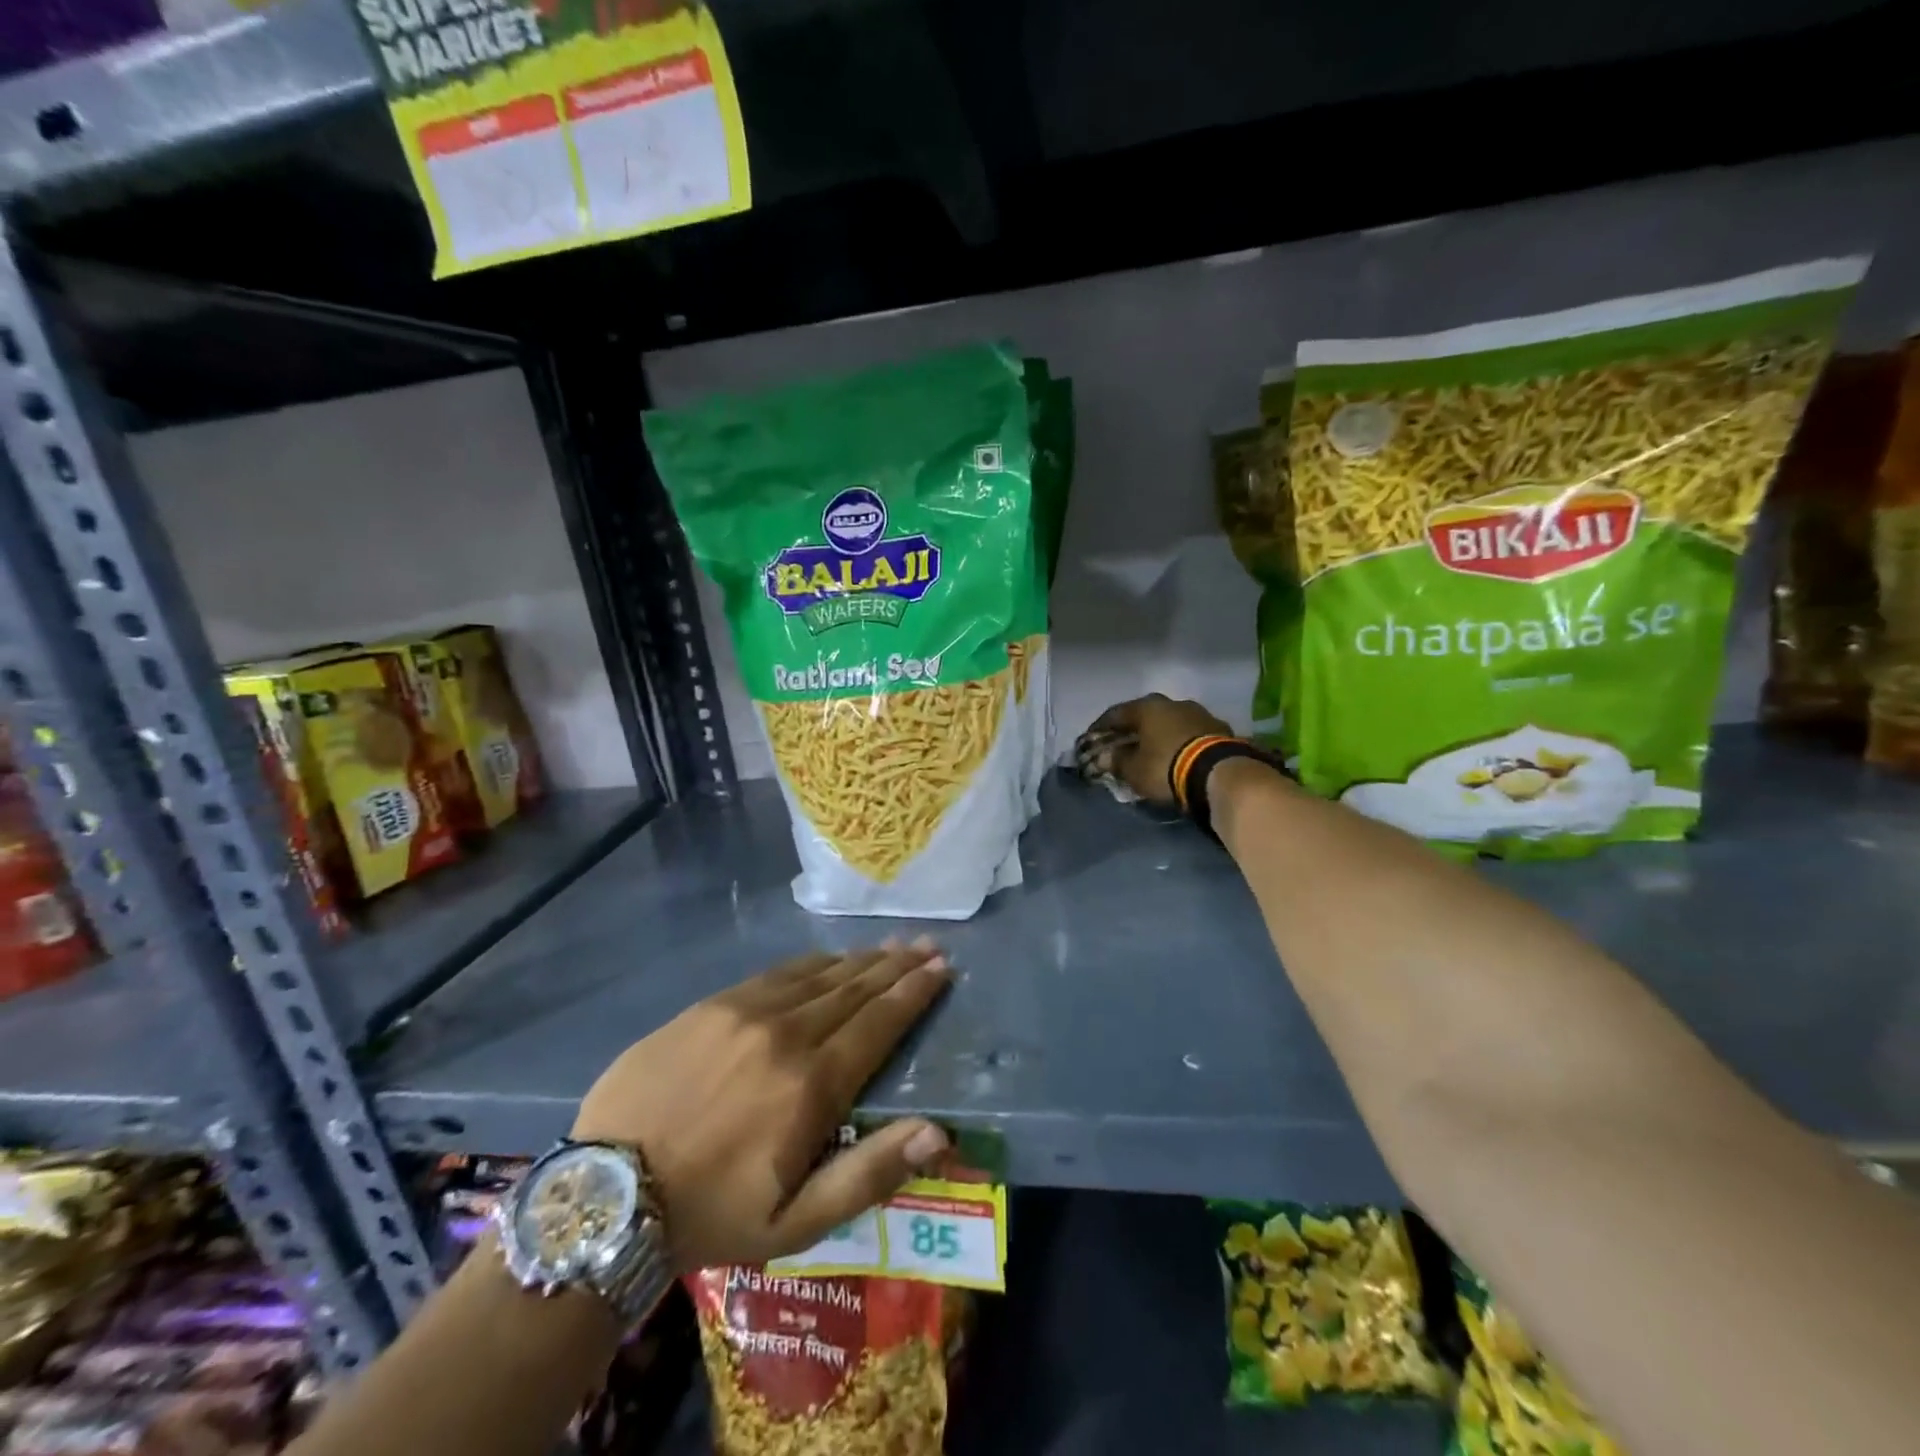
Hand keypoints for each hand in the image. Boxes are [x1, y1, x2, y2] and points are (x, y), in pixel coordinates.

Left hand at [572, 941, 953, 1271]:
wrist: (607, 1193)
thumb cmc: (711, 1214)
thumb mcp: (795, 1223)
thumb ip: (869, 1173)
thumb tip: (938, 1131)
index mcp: (811, 1084)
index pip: (879, 1023)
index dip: (914, 992)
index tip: (941, 967)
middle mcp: (785, 1033)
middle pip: (855, 989)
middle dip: (896, 965)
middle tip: (926, 944)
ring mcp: (744, 1011)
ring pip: (819, 974)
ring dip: (860, 959)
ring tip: (890, 945)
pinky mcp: (711, 1005)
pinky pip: (777, 973)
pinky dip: (812, 964)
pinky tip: (828, 959)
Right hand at [1084, 694, 1231, 804]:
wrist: (1220, 773)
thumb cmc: (1165, 767)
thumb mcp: (1133, 770)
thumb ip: (1115, 761)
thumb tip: (1102, 757)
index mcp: (1147, 707)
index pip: (1115, 714)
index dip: (1100, 727)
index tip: (1091, 739)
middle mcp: (1172, 703)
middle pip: (1145, 715)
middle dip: (1132, 730)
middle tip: (1122, 744)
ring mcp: (1199, 713)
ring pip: (1170, 722)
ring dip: (1158, 735)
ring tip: (1151, 751)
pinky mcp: (1219, 729)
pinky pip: (1190, 734)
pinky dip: (1179, 742)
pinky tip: (1176, 756)